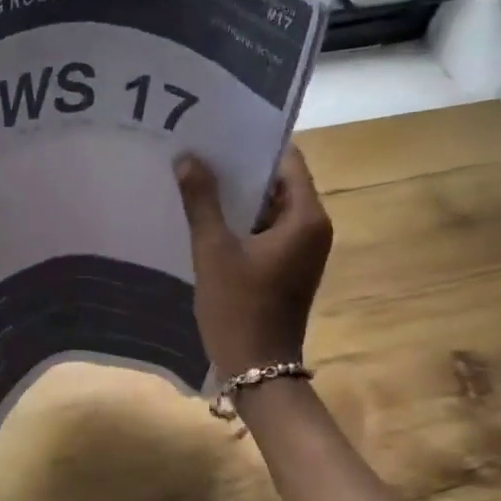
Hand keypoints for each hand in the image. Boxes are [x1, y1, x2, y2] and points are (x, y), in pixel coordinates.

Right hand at [175, 145, 333, 378]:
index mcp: (306, 218)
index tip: (219, 130)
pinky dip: (240, 220)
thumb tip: (188, 157)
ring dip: (237, 195)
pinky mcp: (287, 266)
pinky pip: (265, 229)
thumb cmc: (238, 307)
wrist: (257, 369)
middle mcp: (312, 227)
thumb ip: (201, 201)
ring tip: (196, 176)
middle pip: (278, 182)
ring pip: (269, 207)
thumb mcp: (213, 250)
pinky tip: (205, 214)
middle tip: (199, 150)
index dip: (254, 143)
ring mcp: (301, 249)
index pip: (287, 161)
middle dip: (240, 168)